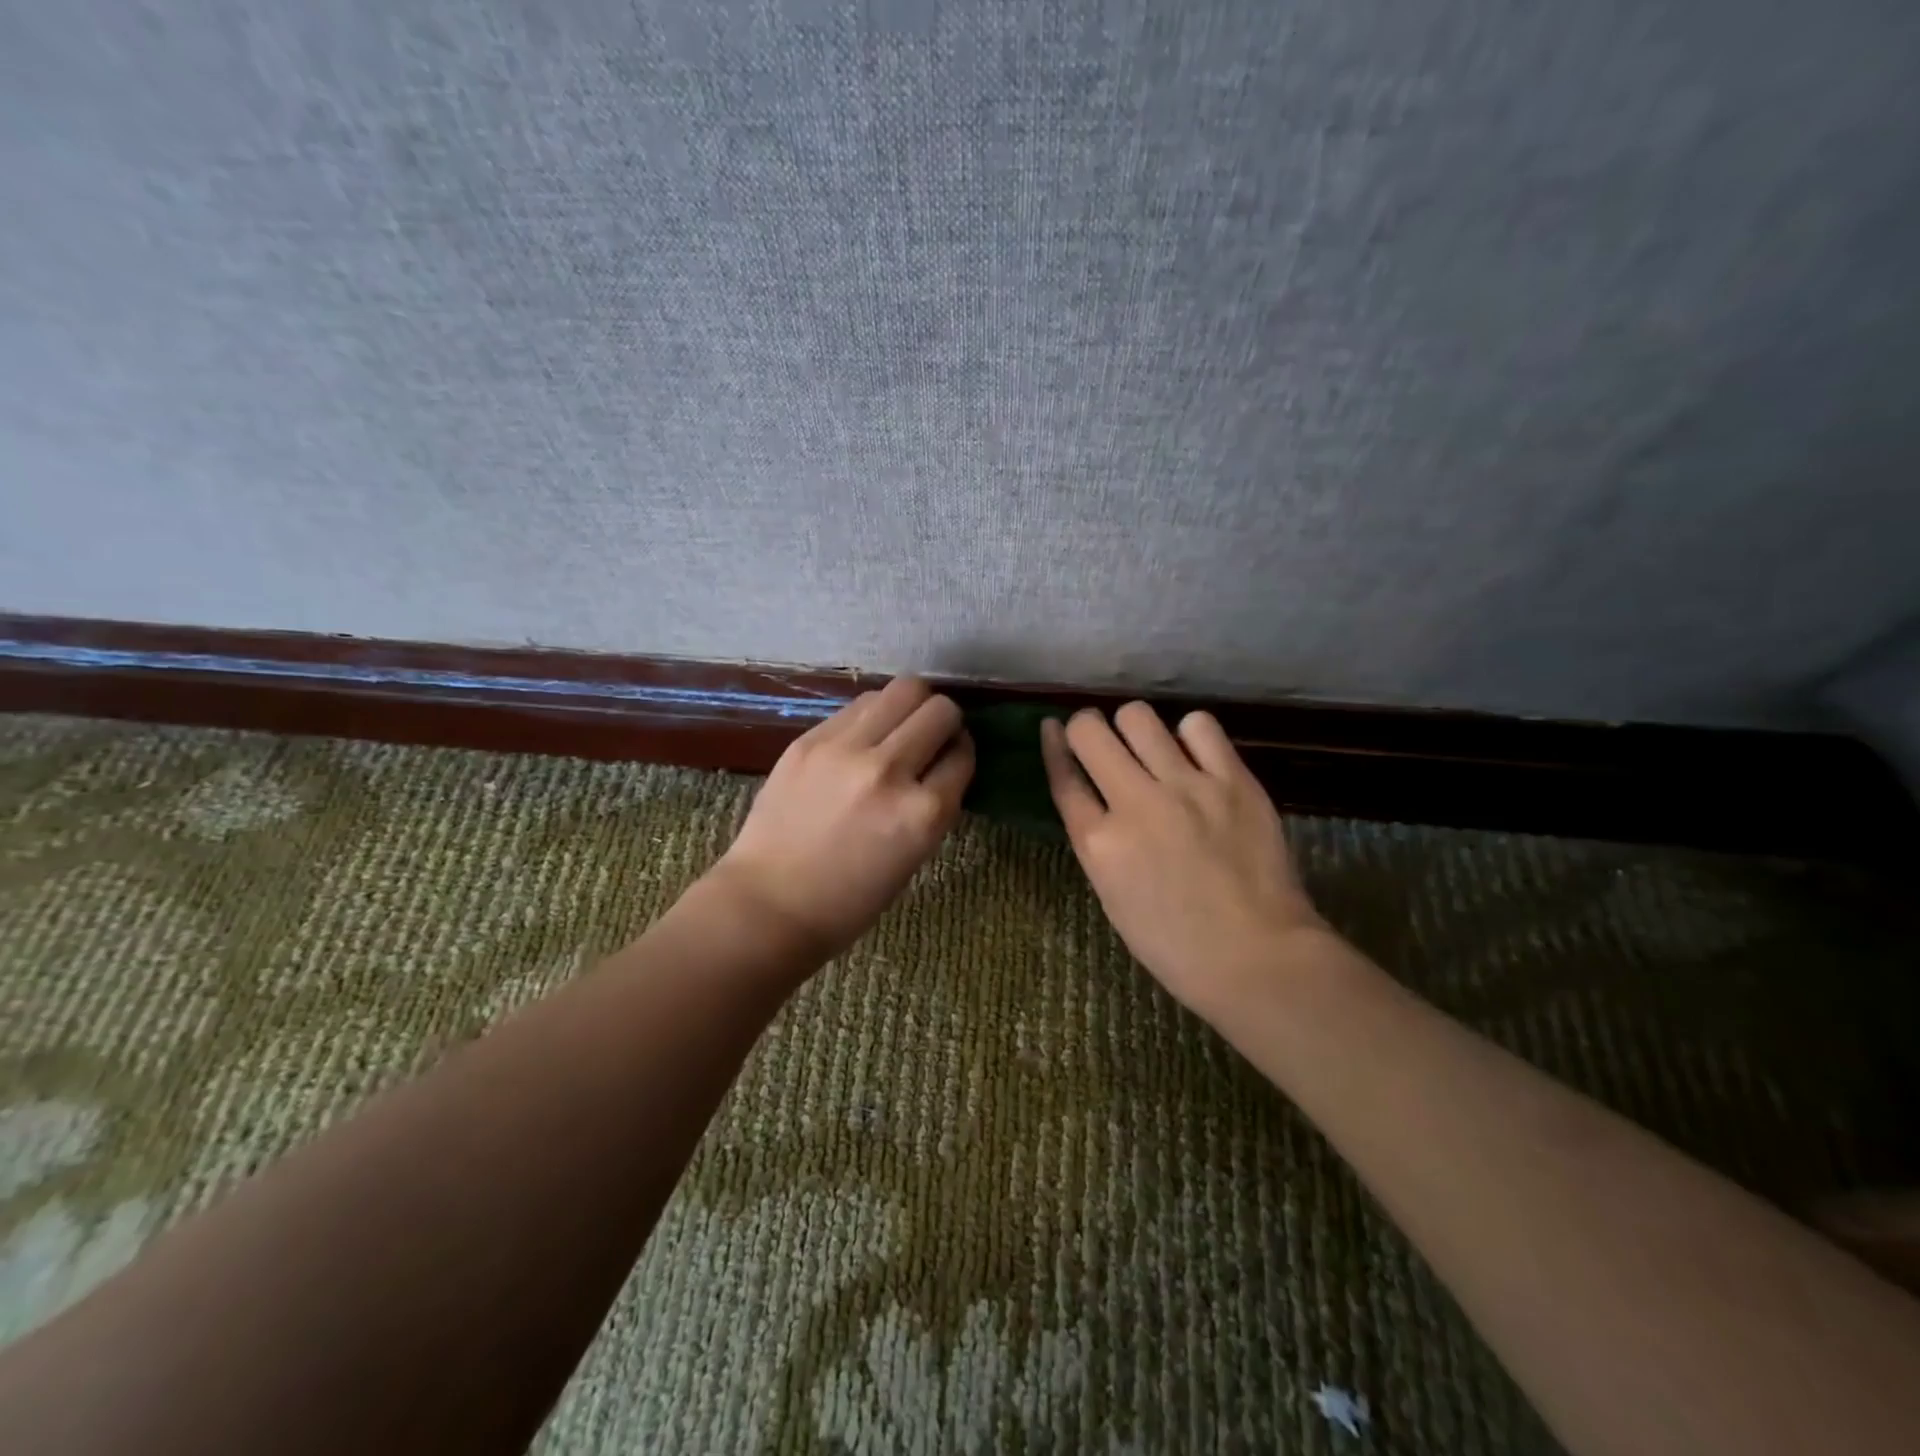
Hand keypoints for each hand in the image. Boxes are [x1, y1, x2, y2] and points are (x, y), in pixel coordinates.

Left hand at [712, 677, 973, 957]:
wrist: (769, 904)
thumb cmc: (849, 900)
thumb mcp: (913, 857)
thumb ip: (933, 805)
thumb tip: (943, 759)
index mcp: (923, 814)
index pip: (963, 755)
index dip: (962, 753)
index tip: (952, 756)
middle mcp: (890, 771)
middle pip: (940, 710)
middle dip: (945, 720)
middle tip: (931, 737)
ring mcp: (846, 750)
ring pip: (903, 690)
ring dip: (911, 707)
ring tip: (898, 728)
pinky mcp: (811, 740)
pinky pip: (859, 705)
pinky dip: (873, 714)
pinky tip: (863, 737)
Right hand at [1040, 703, 1326, 1014]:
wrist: (1257, 957)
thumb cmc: (1176, 944)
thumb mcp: (1113, 895)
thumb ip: (1098, 840)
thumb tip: (1096, 795)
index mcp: (1099, 844)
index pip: (1063, 775)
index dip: (1053, 745)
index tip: (1053, 728)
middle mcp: (1135, 805)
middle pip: (1090, 732)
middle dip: (1087, 727)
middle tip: (1100, 738)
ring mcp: (1186, 787)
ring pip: (1138, 717)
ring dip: (1133, 727)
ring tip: (1148, 745)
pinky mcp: (1233, 780)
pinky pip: (1198, 725)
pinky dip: (1188, 734)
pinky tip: (1194, 753)